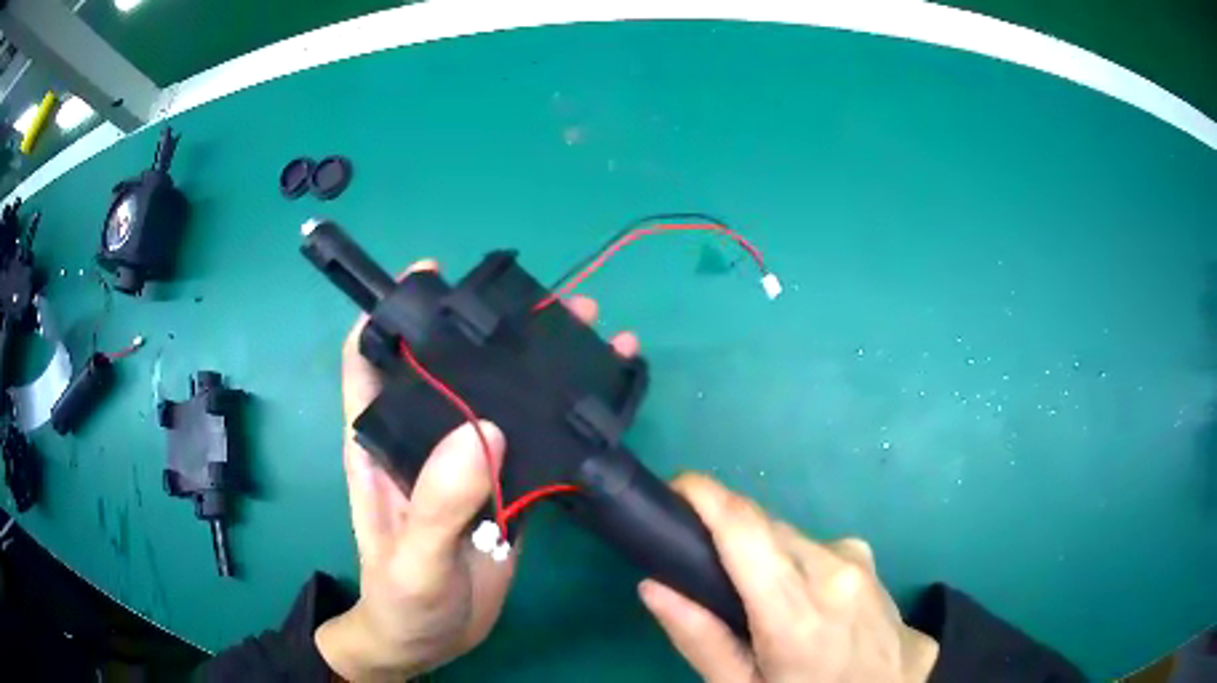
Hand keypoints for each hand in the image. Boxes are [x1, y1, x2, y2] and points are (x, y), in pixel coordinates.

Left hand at [316, 259, 639, 680]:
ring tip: (591, 334)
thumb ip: (436, 504)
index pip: (371, 361)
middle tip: (550, 305)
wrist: (430, 643)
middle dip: (494, 329)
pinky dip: (564, 422)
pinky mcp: (502, 489)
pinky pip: (532, 445)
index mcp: (381, 445)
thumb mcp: (411, 560)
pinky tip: (599, 404)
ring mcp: (466, 465)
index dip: (391, 313)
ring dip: (540, 368)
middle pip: (452, 369)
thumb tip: (482, 430)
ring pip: (499, 401)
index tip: (431, 276)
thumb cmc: (401, 603)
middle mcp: (423, 441)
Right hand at [639, 474, 938, 682]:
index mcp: (796, 612)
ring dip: (763, 554)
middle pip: (763, 528)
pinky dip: (794, 562)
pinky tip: (801, 601)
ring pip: (789, 537)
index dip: (705, 495)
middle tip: (704, 573)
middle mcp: (832, 570)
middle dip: (728, 535)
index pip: (745, 529)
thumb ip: (701, 640)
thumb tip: (653, 586)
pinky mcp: (869, 559)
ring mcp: (857, 561)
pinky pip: (815, 547)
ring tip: (757, 602)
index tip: (673, 487)